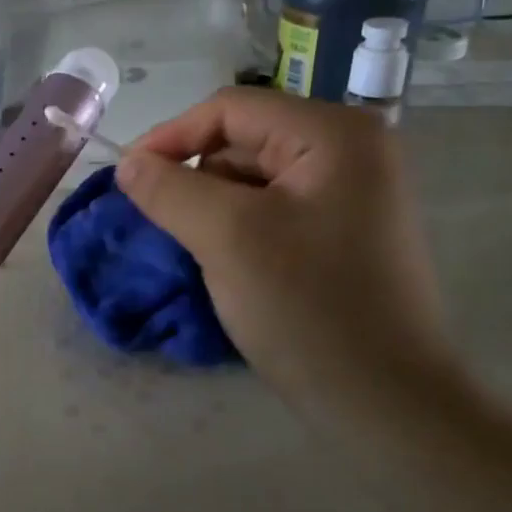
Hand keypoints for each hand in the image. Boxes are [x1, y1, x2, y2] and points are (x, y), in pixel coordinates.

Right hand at [117, 88, 457, 405]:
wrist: (385, 401)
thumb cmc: (308, 307)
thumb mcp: (226, 237)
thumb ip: (168, 190)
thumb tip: (127, 164)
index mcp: (333, 135)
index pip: (230, 109)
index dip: (170, 137)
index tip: (126, 178)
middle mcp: (350, 151)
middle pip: (242, 140)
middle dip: (192, 176)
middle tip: (155, 219)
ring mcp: (350, 193)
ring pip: (252, 178)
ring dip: (209, 205)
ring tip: (188, 245)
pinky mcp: (341, 231)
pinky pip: (270, 209)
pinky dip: (234, 226)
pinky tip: (220, 260)